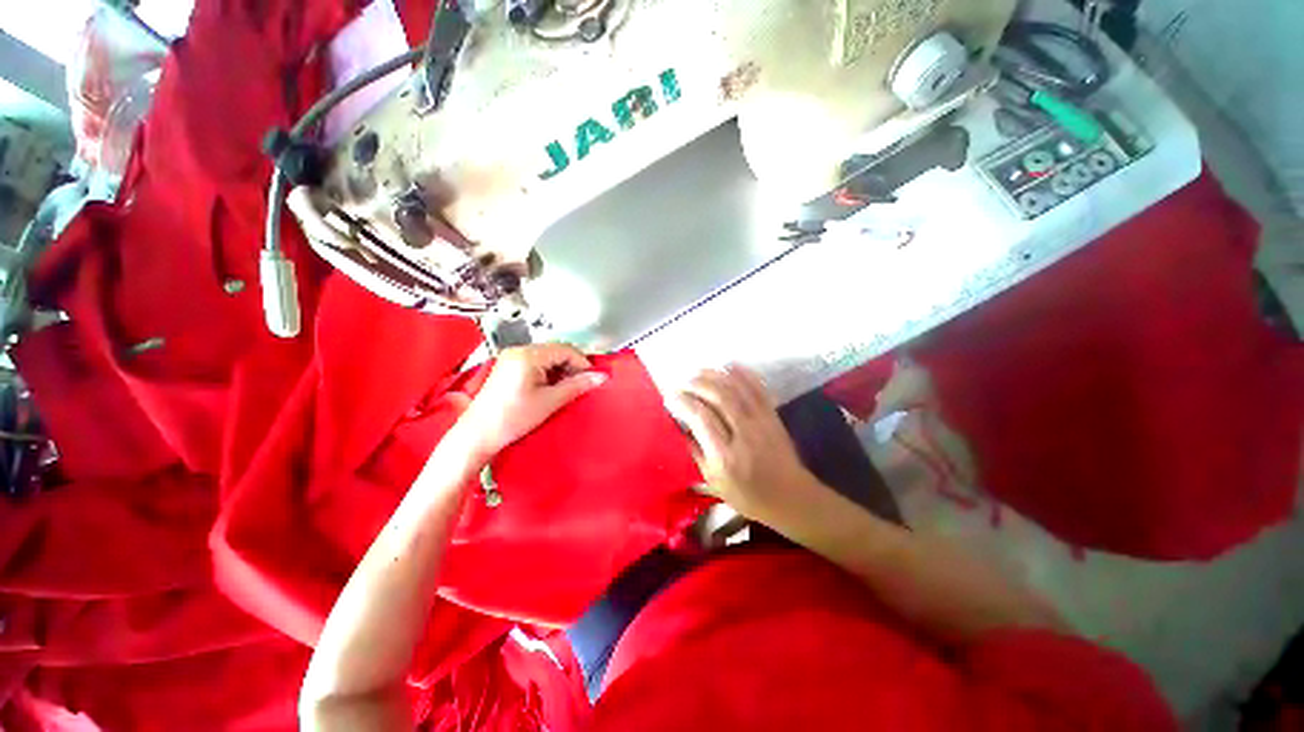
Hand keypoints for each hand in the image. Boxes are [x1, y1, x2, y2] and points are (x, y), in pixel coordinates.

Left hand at [457, 343, 606, 459]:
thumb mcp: (550, 401)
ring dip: (561, 371)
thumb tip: (600, 377)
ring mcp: (511, 358)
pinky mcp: (508, 368)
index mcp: (528, 355)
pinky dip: (548, 374)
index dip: (582, 363)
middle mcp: (519, 351)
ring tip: (567, 389)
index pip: (565, 350)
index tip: (592, 378)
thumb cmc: (512, 418)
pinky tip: (552, 389)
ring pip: (547, 358)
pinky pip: (536, 364)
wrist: (478, 435)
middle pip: (556, 351)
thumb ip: (577, 386)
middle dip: (572, 367)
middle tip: (582, 385)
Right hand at [671, 365, 817, 519]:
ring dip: (715, 375)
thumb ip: (696, 452)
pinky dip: (743, 373)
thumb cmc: (748, 496)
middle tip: (683, 381)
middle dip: (697, 383)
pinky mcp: (773, 415)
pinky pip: (758, 388)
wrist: (792, 498)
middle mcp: (743, 434)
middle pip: (719, 397)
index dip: (683, 402)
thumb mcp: (714, 482)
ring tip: (698, 371)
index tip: (671, 396)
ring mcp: (761, 422)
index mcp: (725, 456)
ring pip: (737, 389)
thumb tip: (682, 425)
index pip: (701, 418)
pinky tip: (729, 365)